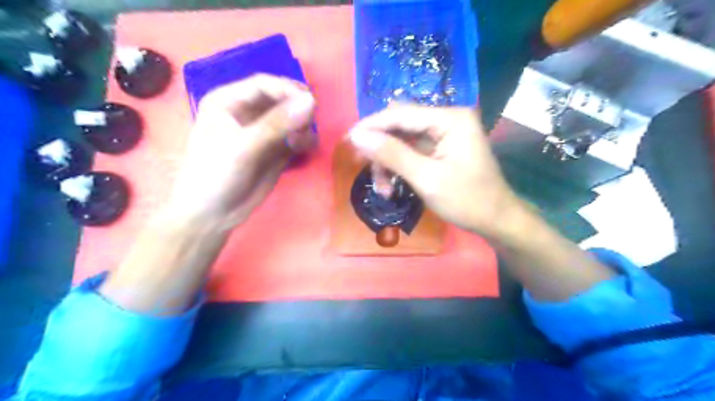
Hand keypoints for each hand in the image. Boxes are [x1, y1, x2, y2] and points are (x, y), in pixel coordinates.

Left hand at [166, 74, 314, 228]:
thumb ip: (276, 124)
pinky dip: (304, 141)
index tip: (310, 104)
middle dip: (299, 109)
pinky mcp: (276, 150)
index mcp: (229, 101)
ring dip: (303, 127)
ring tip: (302, 142)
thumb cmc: (216, 174)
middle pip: (283, 99)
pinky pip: (297, 137)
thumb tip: (311, 102)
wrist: (213, 214)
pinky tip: (304, 149)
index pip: (265, 85)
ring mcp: (264, 132)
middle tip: (310, 124)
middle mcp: (248, 112)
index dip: (288, 90)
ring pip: (293, 119)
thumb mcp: (243, 147)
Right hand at [351, 107, 523, 237]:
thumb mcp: (426, 179)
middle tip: (361, 165)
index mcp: (450, 119)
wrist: (496, 220)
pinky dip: (398, 166)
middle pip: (400, 125)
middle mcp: (447, 119)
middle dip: (380, 147)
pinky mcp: (442, 148)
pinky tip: (392, 185)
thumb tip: (357, 136)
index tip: (347, 141)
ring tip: (383, 189)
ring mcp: (445, 134)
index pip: (401, 114)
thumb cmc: (467, 200)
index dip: (371, 126)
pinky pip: (411, 151)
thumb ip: (392, 154)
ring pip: (403, 140)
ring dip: (388, 161)